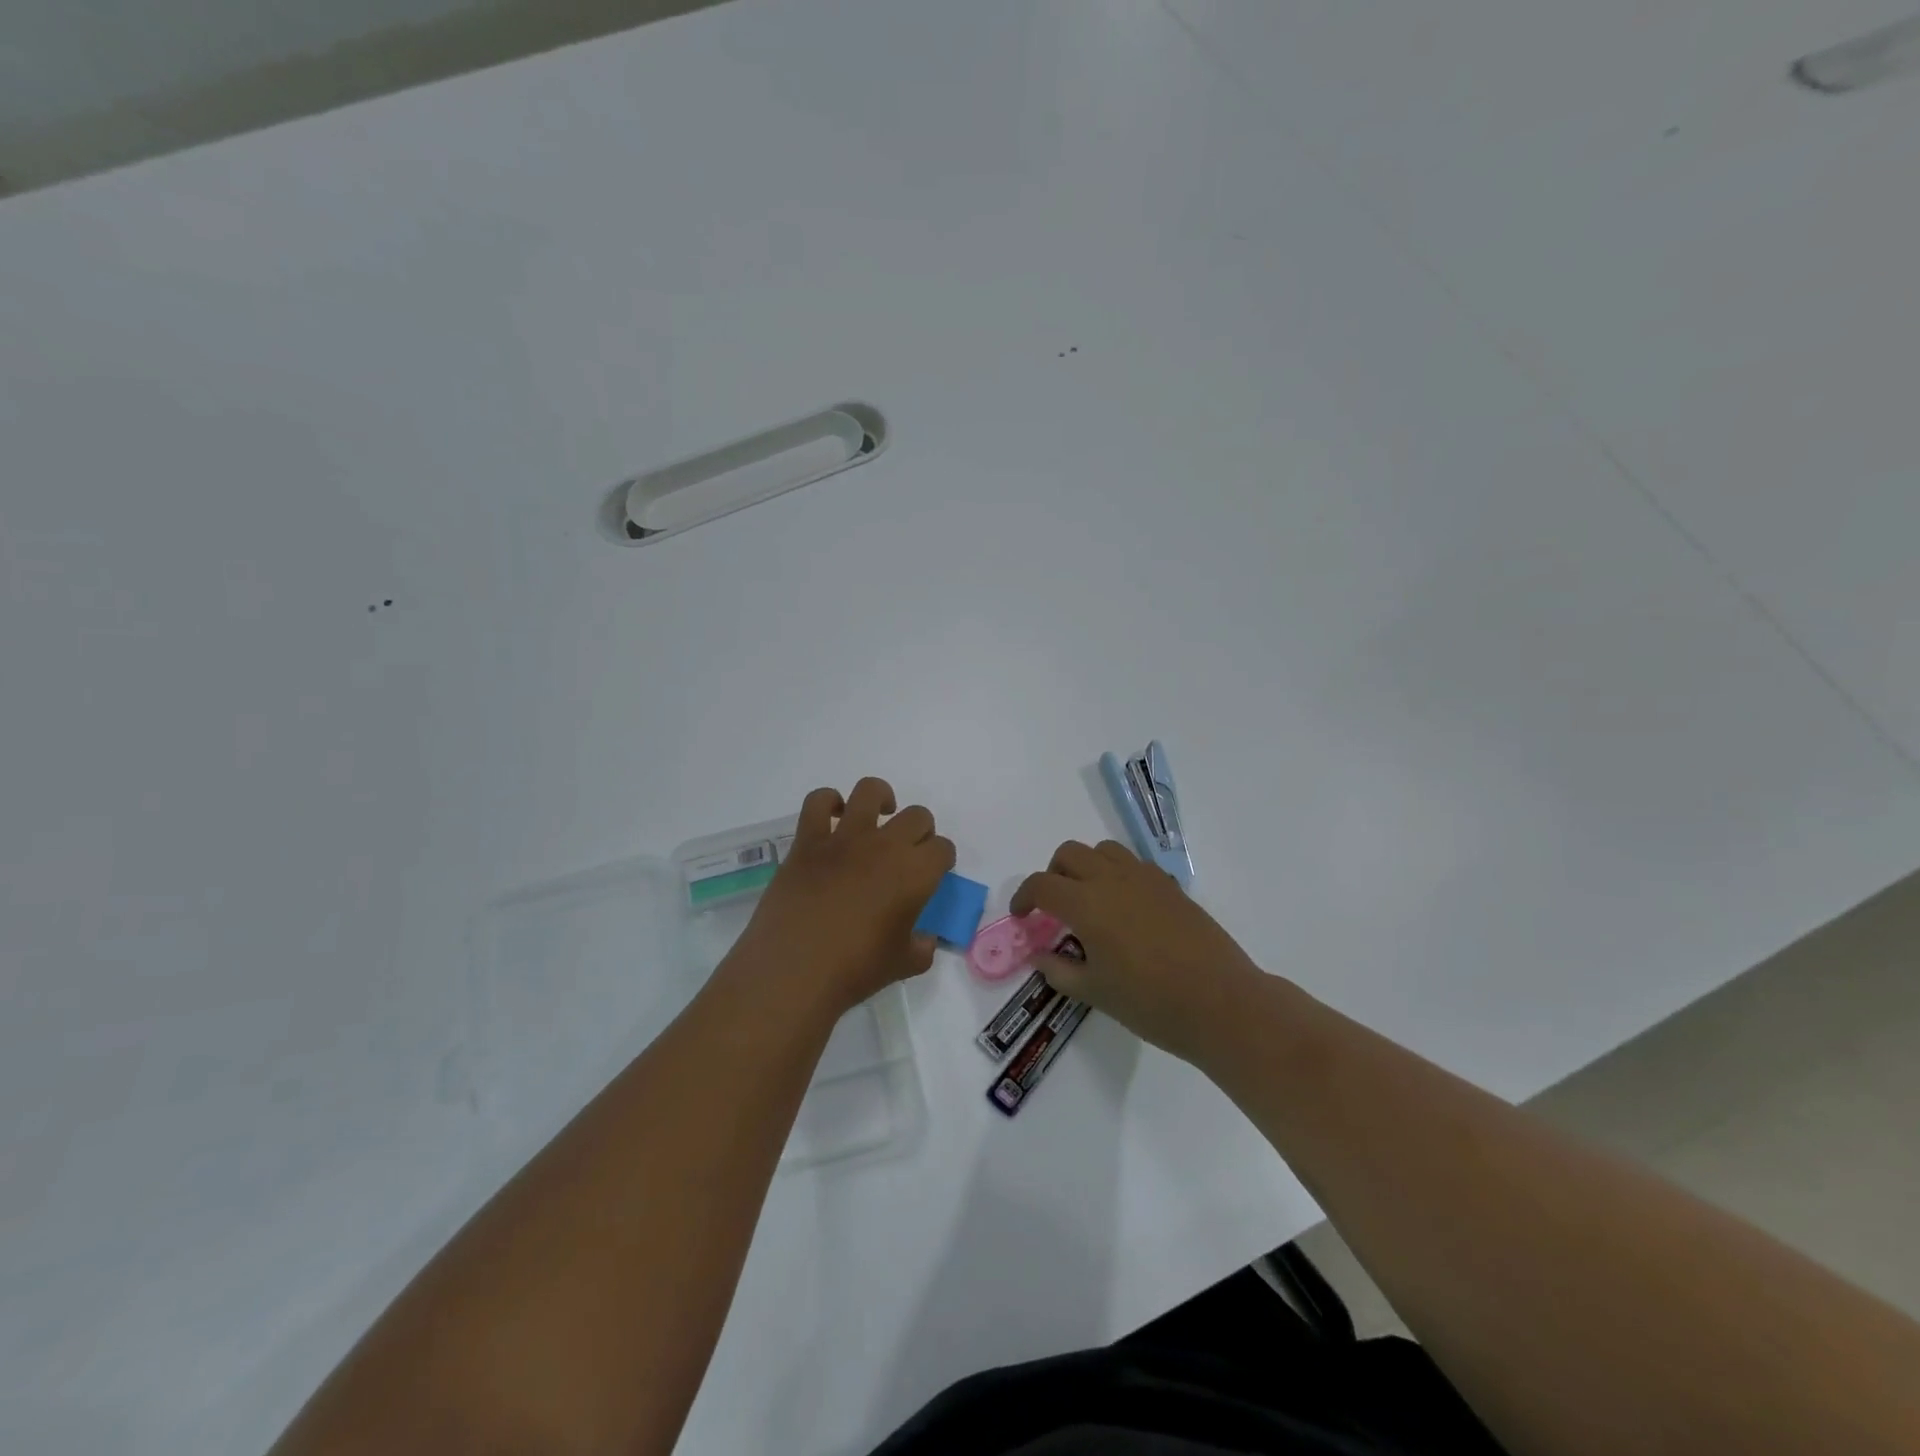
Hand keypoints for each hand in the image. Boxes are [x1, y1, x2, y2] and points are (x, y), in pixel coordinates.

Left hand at [734, 777, 955, 1017]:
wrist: (794, 971)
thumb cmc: (855, 970)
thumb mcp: (903, 965)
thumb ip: (922, 948)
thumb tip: (925, 940)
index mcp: (915, 873)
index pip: (942, 848)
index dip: (941, 859)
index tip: (933, 872)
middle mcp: (885, 846)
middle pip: (917, 816)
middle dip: (920, 831)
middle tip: (908, 853)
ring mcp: (844, 839)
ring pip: (870, 791)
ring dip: (881, 799)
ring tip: (878, 816)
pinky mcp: (808, 841)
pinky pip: (819, 803)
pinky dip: (828, 802)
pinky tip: (833, 818)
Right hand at [1012, 840, 1263, 1061]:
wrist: (1221, 1003)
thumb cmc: (1151, 1003)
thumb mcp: (1095, 992)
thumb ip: (1060, 970)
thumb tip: (1040, 956)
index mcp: (1087, 904)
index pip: (1042, 884)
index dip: (1024, 897)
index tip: (1022, 916)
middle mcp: (1112, 879)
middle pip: (1069, 854)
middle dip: (1053, 874)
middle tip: (1054, 907)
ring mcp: (1145, 878)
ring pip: (1103, 850)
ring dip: (1086, 866)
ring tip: (1089, 900)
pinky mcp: (1171, 886)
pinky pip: (1134, 864)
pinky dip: (1118, 874)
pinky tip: (1126, 909)